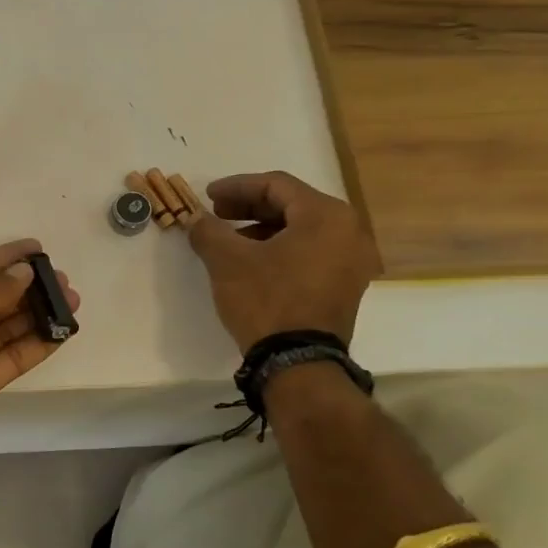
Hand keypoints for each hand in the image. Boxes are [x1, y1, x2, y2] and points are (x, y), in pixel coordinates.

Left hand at [0, 239, 80, 476]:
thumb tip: (25, 273)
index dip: (2, 259)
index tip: (37, 249)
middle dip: (25, 289)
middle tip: (63, 280)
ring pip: (3, 330)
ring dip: (36, 315)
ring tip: (72, 302)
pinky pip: (9, 359)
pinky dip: (35, 345)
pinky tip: (61, 333)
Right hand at [187, 172, 378, 351]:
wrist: (298, 362)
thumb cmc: (266, 300)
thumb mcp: (227, 261)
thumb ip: (208, 231)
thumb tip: (194, 219)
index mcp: (326, 215)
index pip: (276, 185)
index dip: (237, 186)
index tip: (207, 195)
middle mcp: (349, 231)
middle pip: (292, 204)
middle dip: (249, 207)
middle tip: (217, 214)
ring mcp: (352, 261)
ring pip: (301, 229)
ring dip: (262, 229)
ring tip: (229, 239)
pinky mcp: (345, 285)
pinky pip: (310, 252)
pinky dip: (280, 248)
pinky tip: (252, 261)